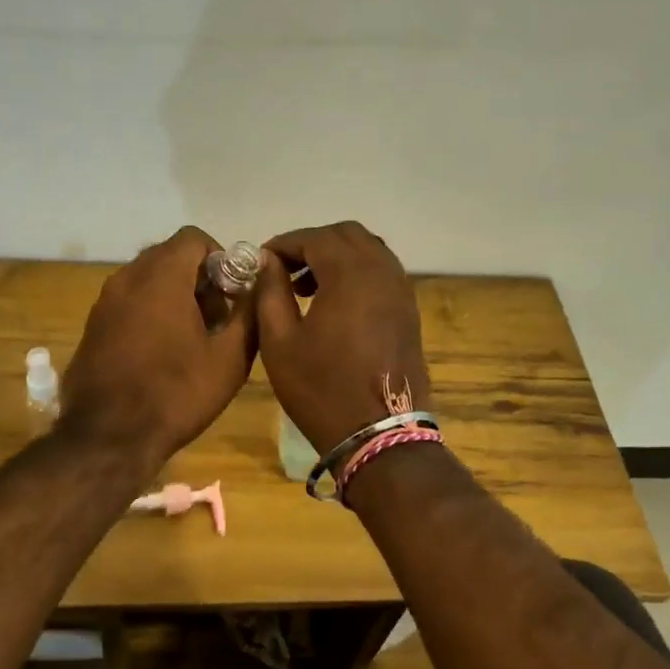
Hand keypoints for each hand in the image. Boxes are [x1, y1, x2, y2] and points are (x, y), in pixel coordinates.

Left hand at [61, 227, 256, 467]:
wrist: (108, 438)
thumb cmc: (176, 394)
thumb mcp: (229, 358)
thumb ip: (250, 312)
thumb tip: (260, 284)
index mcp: (160, 277)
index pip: (193, 238)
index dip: (220, 257)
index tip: (233, 292)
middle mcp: (127, 279)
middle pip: (169, 256)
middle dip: (199, 278)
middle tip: (218, 318)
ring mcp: (104, 303)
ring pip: (147, 280)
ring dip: (174, 295)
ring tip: (193, 338)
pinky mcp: (92, 327)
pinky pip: (128, 303)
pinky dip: (150, 312)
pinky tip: (163, 353)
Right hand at [257, 221, 429, 455]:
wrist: (380, 434)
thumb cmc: (321, 389)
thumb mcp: (280, 342)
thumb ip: (270, 292)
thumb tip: (268, 262)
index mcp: (350, 274)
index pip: (314, 238)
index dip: (284, 243)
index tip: (261, 261)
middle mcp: (382, 272)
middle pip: (347, 235)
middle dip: (312, 244)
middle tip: (284, 271)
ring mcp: (401, 291)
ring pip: (369, 250)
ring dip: (337, 257)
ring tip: (306, 287)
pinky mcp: (409, 311)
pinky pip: (382, 273)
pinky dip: (357, 273)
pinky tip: (335, 303)